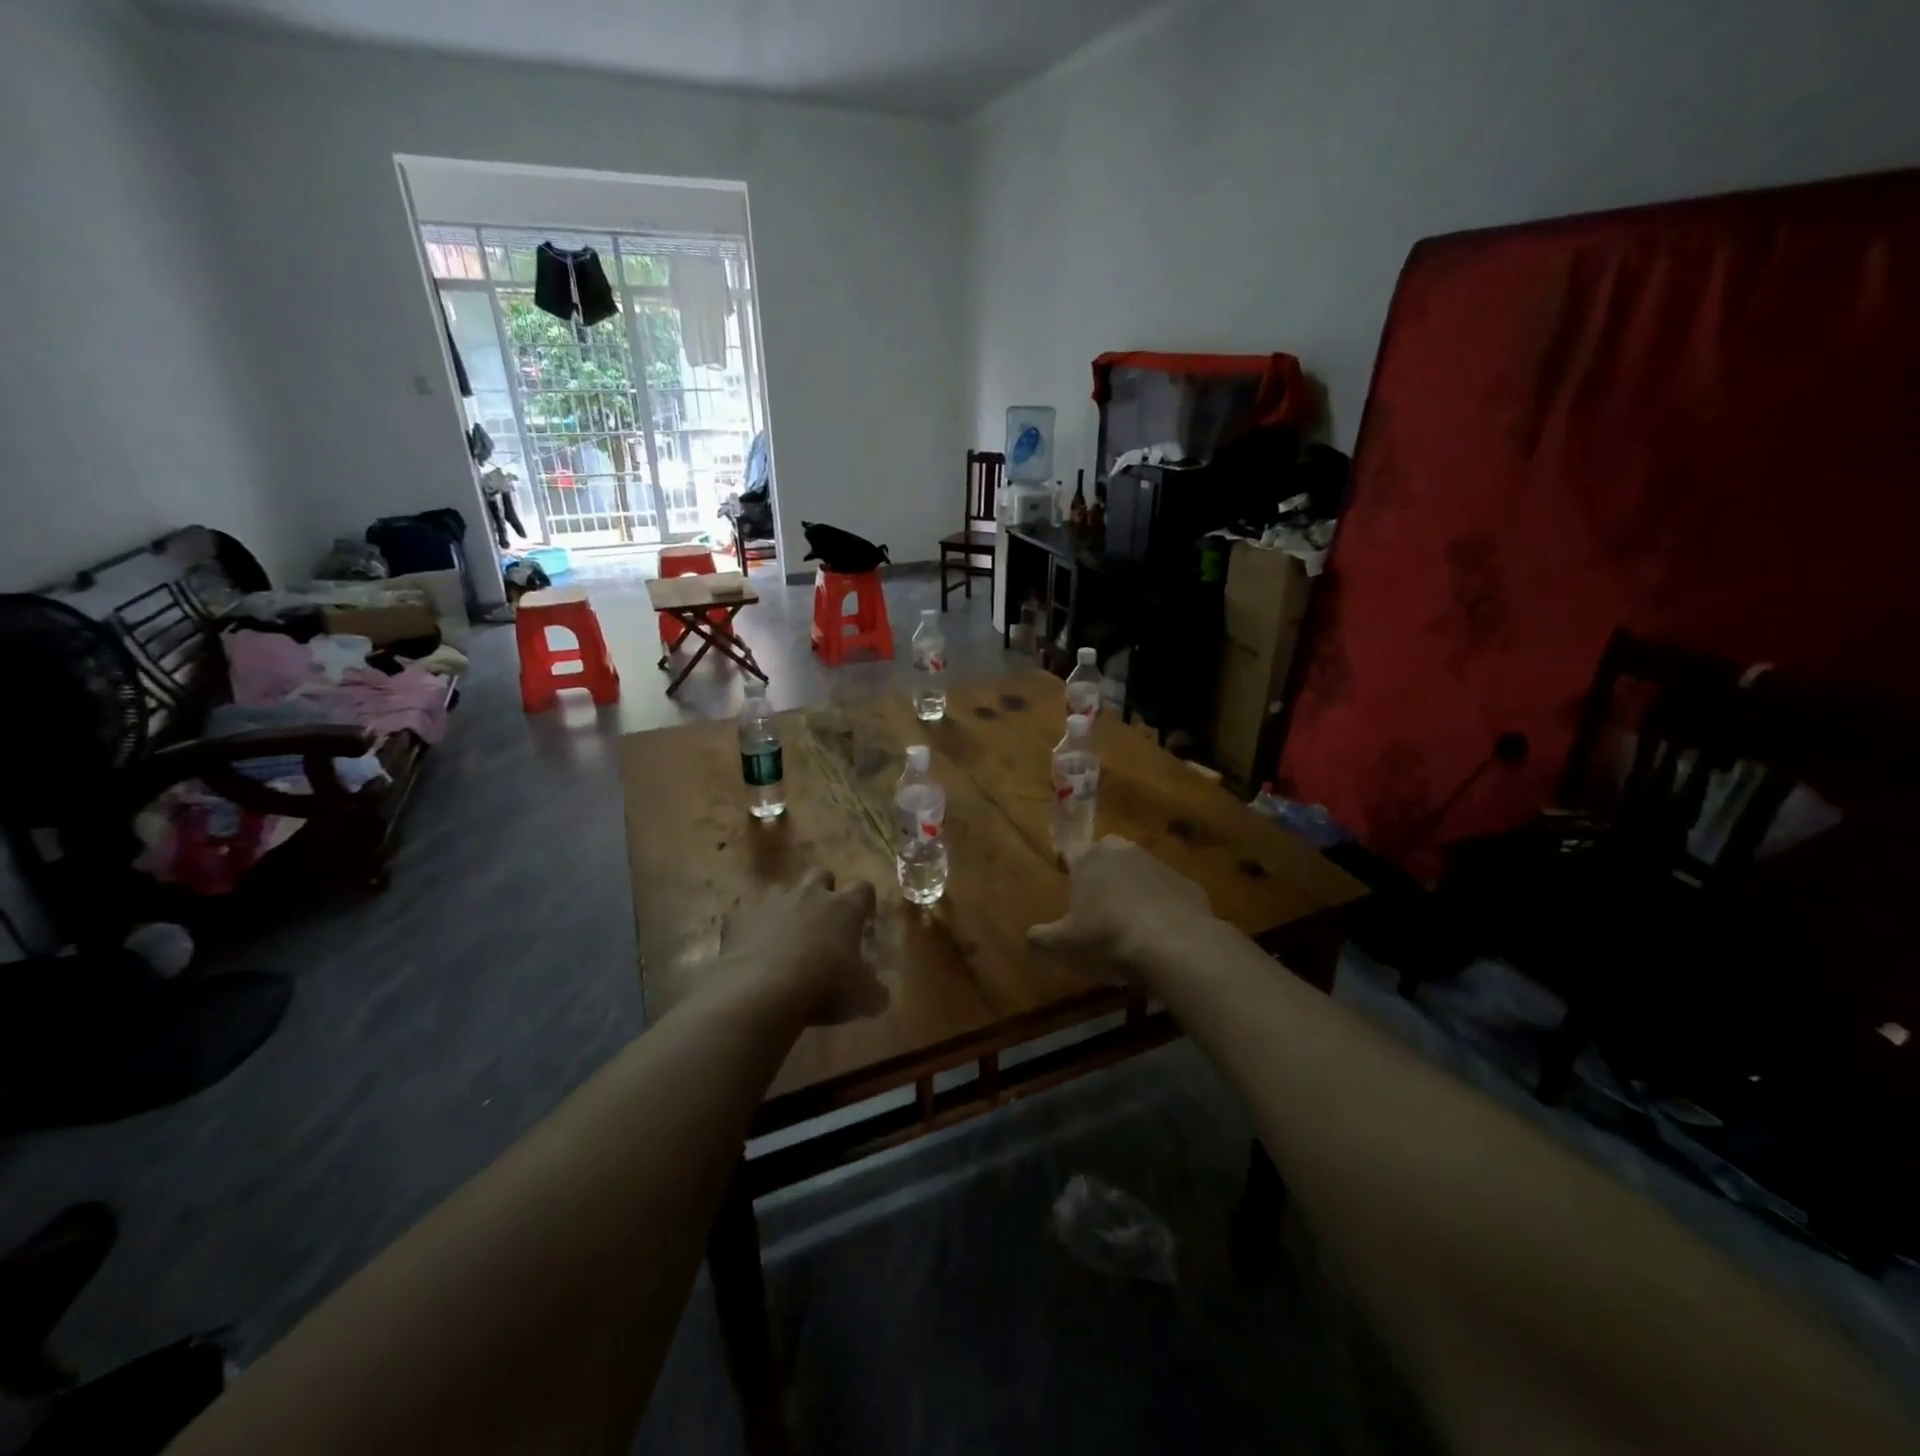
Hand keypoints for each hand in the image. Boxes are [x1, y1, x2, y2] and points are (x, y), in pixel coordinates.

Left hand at [716, 868, 886, 1026]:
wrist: (763, 990)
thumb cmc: (824, 987)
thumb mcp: (862, 997)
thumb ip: (874, 992)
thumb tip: (880, 997)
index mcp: (844, 908)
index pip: (863, 889)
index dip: (865, 901)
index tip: (864, 919)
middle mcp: (809, 896)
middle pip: (821, 874)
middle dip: (823, 890)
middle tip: (823, 920)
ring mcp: (772, 904)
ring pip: (782, 891)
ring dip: (786, 908)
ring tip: (785, 936)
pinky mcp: (739, 919)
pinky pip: (745, 918)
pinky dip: (749, 931)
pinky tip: (749, 953)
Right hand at [1028, 836, 1214, 986]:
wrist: (1172, 941)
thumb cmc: (1108, 935)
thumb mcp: (1069, 941)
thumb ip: (1045, 936)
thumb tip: (1028, 937)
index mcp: (1088, 859)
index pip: (1070, 850)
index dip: (1067, 862)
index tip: (1066, 875)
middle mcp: (1120, 851)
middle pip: (1104, 848)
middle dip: (1100, 864)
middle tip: (1097, 891)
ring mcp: (1154, 861)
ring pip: (1137, 862)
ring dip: (1131, 877)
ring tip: (1129, 907)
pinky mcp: (1182, 878)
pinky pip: (1164, 883)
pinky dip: (1159, 895)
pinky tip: (1159, 920)